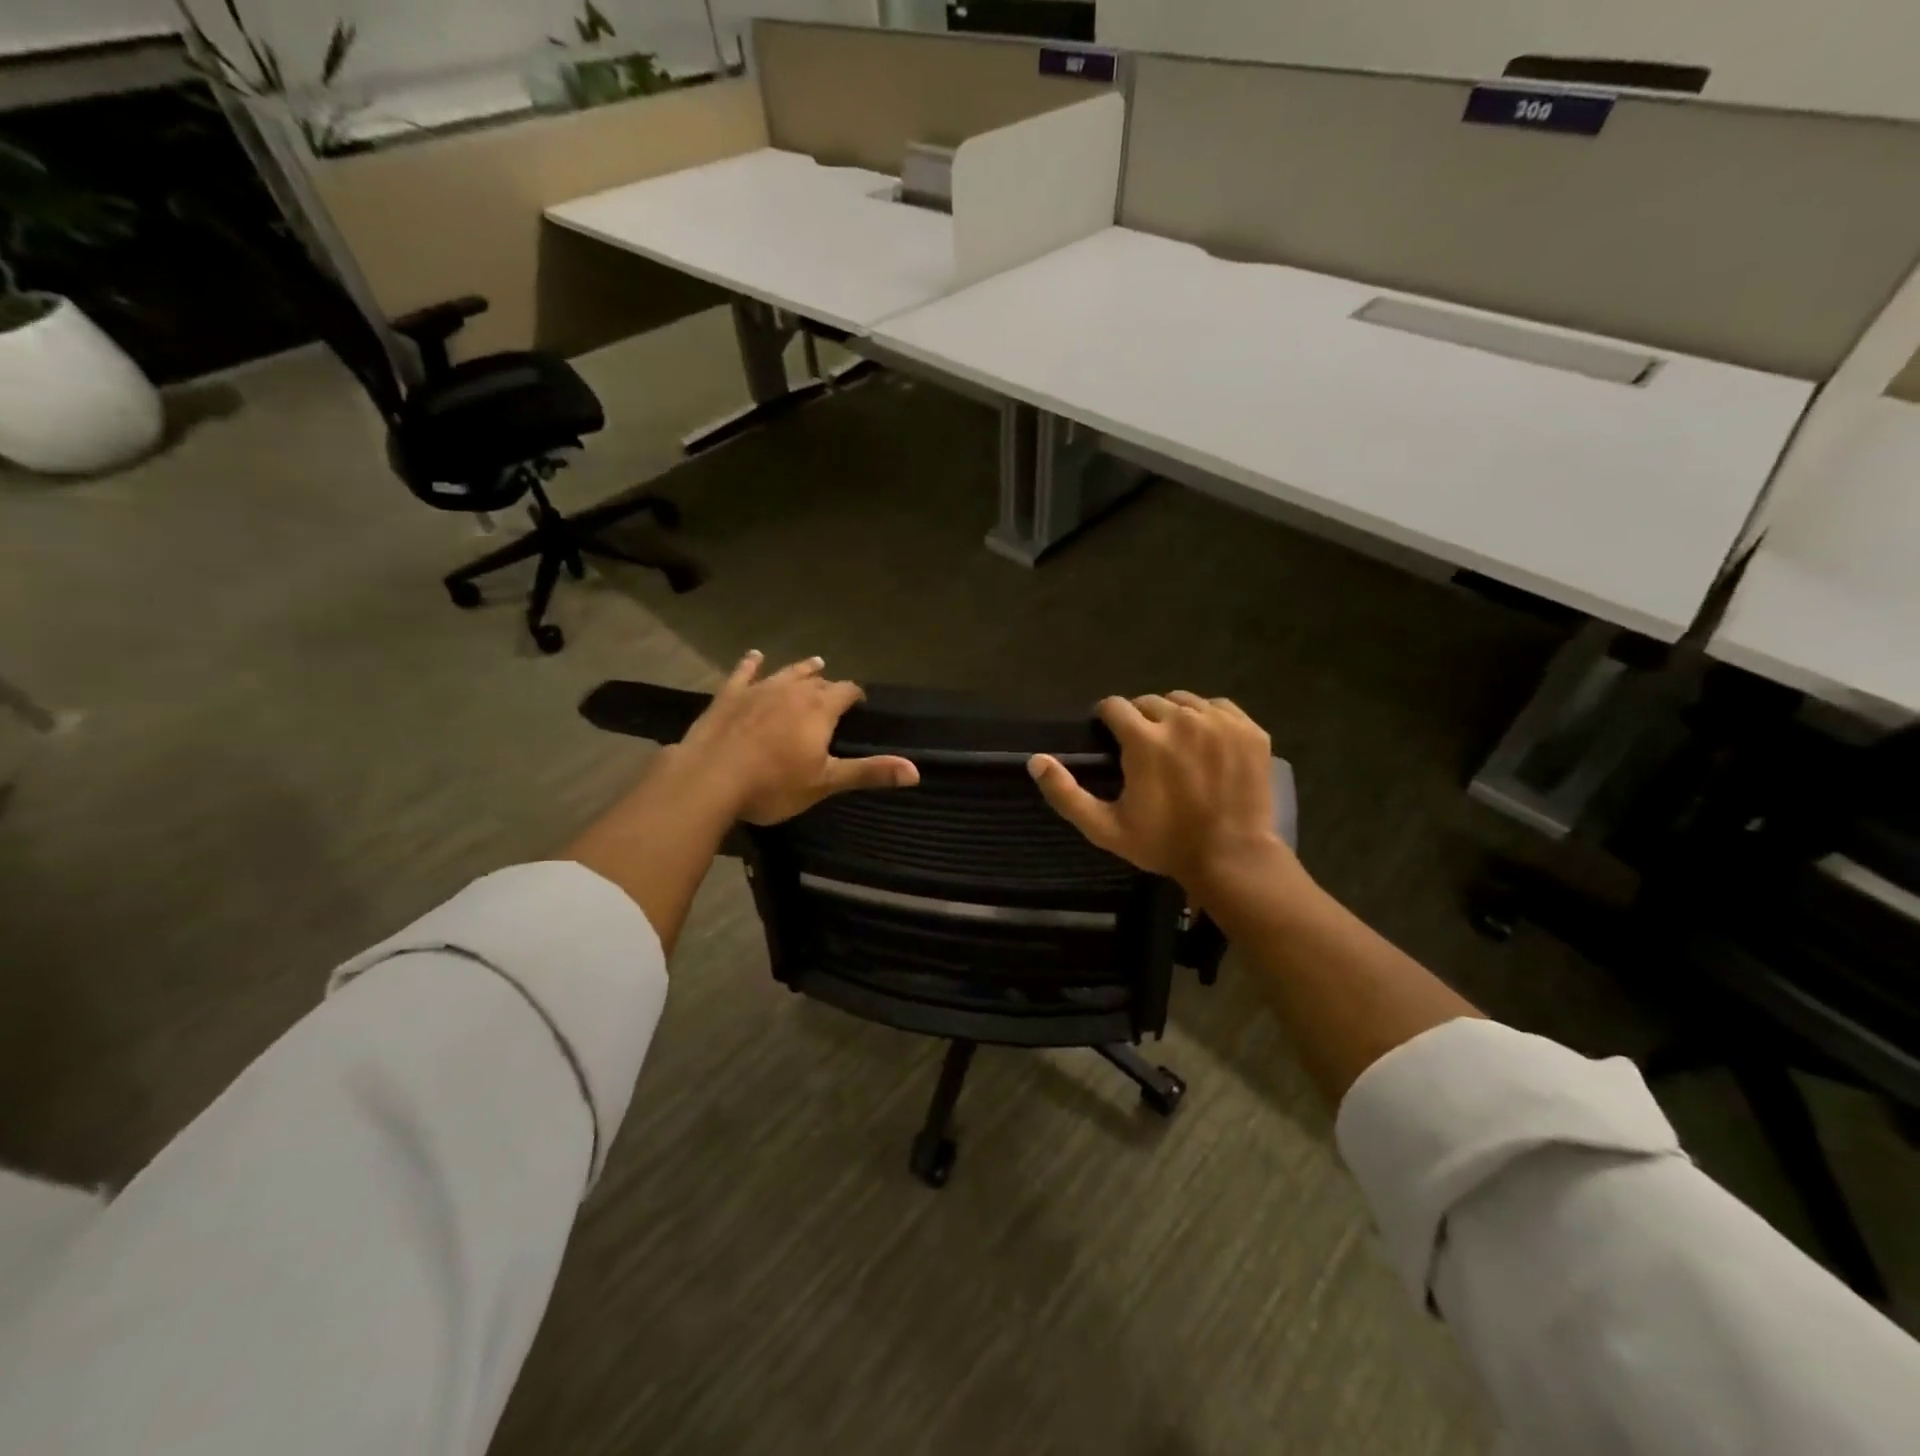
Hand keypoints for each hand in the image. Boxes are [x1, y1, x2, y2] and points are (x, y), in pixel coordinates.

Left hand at [673, 650, 917, 824]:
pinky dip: (751, 664)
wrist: (710, 779)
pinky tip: (755, 656)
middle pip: (817, 681)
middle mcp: (792, 690)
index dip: (854, 695)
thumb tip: (916, 771)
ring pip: (786, 672)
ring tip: (814, 663)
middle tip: (834, 692)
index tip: (859, 701)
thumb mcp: (826, 782)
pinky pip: (744, 673)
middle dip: (828, 685)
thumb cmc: (774, 784)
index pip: (846, 691)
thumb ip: (870, 772)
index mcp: (819, 708)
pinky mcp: (729, 696)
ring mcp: (758, 689)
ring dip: (801, 669)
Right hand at [1028, 692, 1289, 898]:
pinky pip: (1218, 707)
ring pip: (1184, 701)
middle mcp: (1182, 719)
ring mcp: (1220, 722)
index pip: (1114, 706)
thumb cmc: (1164, 845)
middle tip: (1144, 751)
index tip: (1110, 738)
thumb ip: (1066, 794)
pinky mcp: (1249, 730)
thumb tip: (1035, 760)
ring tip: (1176, 745)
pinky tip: (1206, 744)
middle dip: (1140, 721)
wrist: (1232, 859)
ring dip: (1173, 716)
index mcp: (1144, 740)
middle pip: (1148, 702)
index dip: (1107, 720)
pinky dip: (1208, 719)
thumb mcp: (1105, 828)